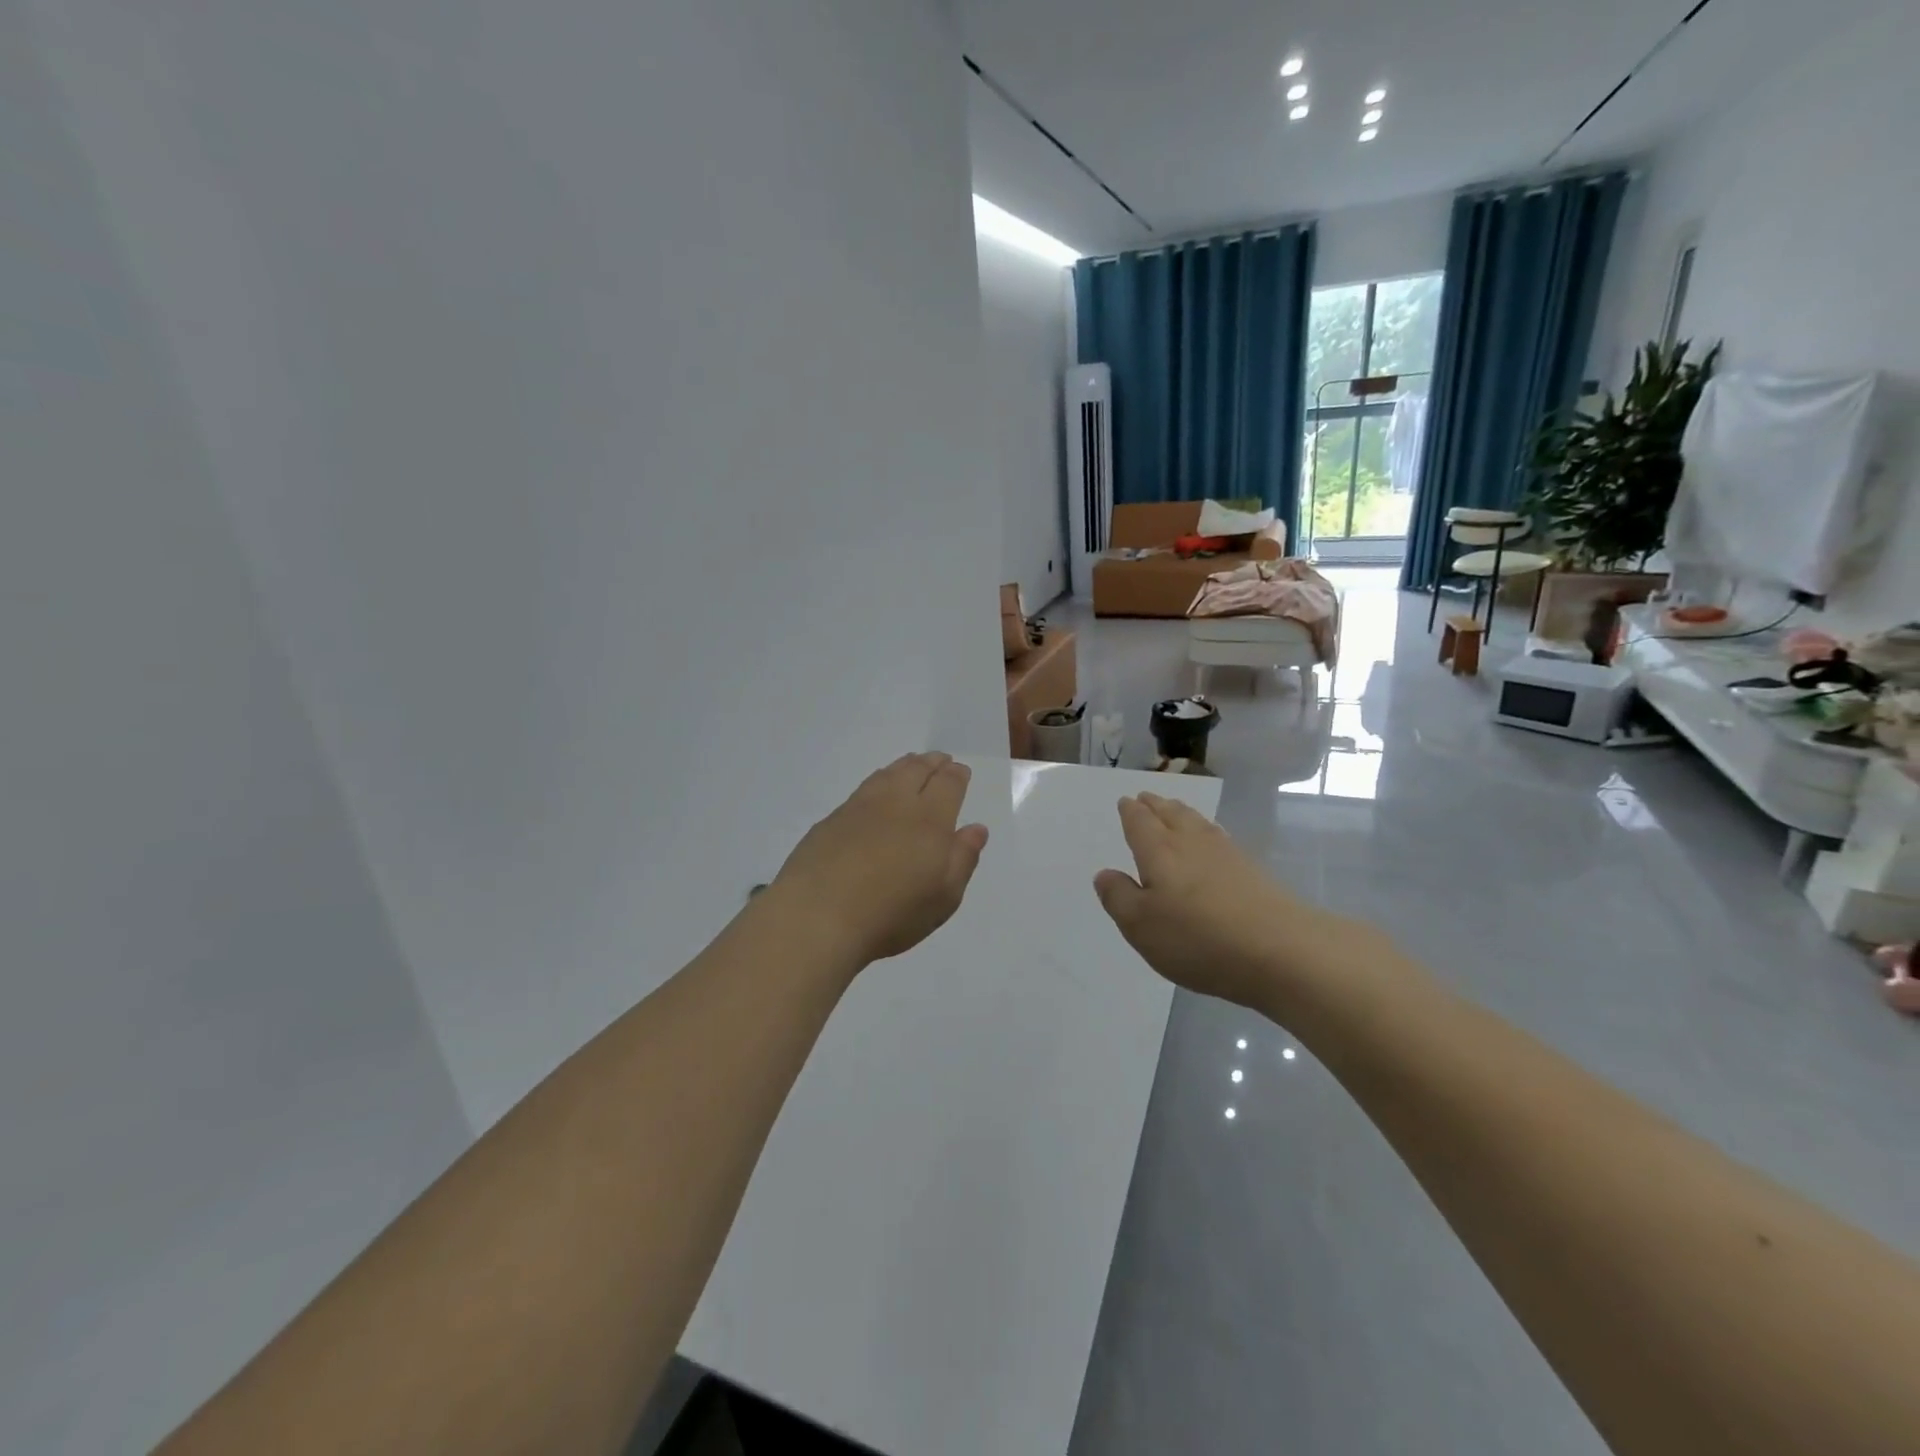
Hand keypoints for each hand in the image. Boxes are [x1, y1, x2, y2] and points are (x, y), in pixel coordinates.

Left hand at [770, 753, 988, 966]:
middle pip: (917, 770)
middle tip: (940, 759)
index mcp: (930, 820)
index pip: (948, 785)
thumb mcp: (943, 897)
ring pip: (888, 774)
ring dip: (905, 765)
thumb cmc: (891, 914)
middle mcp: (896, 804)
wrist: (817, 916)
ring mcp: (860, 808)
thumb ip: (963, 859)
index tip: (960, 771)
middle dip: (932, 763)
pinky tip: (877, 788)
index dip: (956, 775)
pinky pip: (864, 787)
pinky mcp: (832, 819)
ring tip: (912, 764)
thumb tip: (976, 828)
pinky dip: (879, 779)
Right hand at [1093, 792, 1364, 1010]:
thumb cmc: (1198, 938)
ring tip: (1174, 810)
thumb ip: (1119, 897)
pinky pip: (1219, 838)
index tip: (1126, 801)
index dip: (1130, 811)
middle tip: (1146, 798)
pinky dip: (1206, 831)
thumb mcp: (1141, 926)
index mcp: (1159, 851)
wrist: (1281, 951)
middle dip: (1156, 805)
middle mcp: (1191, 843)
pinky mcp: (1252, 871)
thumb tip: (1105, 873)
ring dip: (1181, 812)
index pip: (1140, 822)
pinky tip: (1211, 840)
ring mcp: (1226, 854)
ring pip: (1197, 822)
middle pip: (1170, 814)